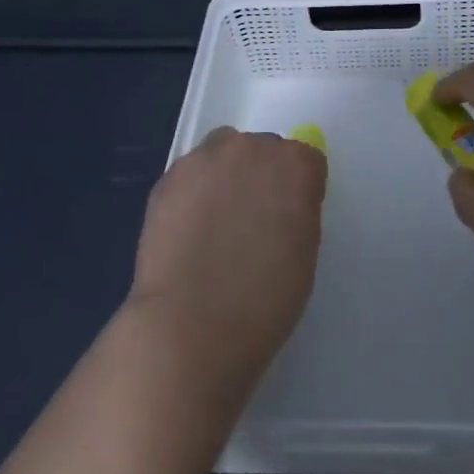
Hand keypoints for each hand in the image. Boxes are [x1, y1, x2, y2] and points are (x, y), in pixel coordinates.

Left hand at [128, 127, 326, 386]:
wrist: (191, 325)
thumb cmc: (264, 300)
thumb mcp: (304, 251)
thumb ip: (297, 210)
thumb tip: (280, 203)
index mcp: (295, 165)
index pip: (305, 161)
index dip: (298, 191)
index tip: (289, 219)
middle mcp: (251, 148)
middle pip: (261, 150)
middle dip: (259, 177)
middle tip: (250, 221)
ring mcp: (204, 159)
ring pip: (221, 155)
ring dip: (224, 177)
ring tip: (214, 225)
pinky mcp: (167, 177)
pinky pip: (190, 175)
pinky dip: (192, 193)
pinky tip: (188, 232)